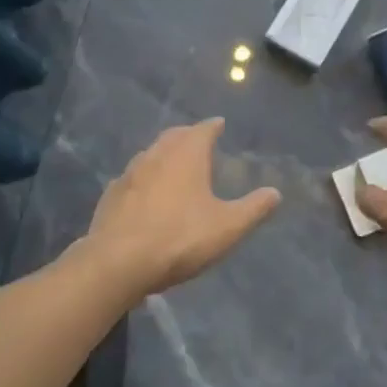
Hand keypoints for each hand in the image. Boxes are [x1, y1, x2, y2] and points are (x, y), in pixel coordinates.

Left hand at [83, 118, 279, 297]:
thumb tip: (275, 193)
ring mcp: (130, 173)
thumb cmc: (179, 239)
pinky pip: (132, 178)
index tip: (219, 123)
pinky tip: (144, 192)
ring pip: (150, 153)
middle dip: (188, 135)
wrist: (117, 263)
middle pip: (174, 136)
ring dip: (164, 154)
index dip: (213, 126)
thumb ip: (253, 209)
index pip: (203, 130)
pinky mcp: (111, 195)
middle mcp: (157, 155)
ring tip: (173, 164)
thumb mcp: (227, 228)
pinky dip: (143, 178)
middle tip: (197, 139)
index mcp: (186, 155)